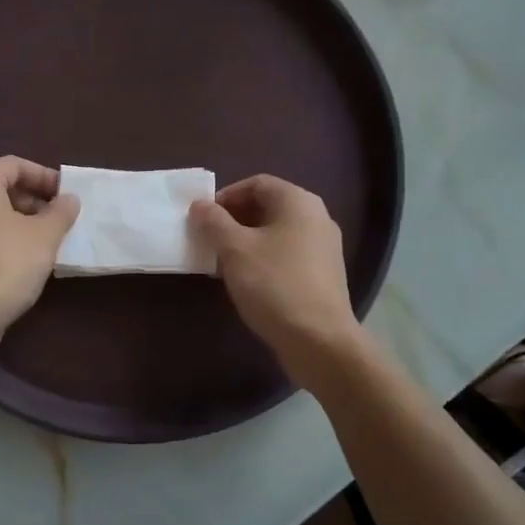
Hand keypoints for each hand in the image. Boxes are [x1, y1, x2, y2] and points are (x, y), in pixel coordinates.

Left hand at [0, 157, 79, 345]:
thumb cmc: (8, 262)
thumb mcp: (45, 235)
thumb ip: (60, 211)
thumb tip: (69, 199)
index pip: (14, 165)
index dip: (44, 176)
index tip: (66, 195)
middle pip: (0, 187)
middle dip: (32, 200)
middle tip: (58, 218)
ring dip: (19, 221)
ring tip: (46, 240)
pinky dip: (2, 238)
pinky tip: (24, 259)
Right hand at [191, 175, 363, 375]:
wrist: (319, 340)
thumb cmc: (274, 284)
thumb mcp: (235, 250)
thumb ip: (214, 222)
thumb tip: (200, 205)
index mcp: (298, 202)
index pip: (257, 183)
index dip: (226, 196)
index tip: (204, 218)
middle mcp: (317, 217)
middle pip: (268, 206)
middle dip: (234, 220)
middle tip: (209, 239)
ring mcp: (324, 247)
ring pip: (276, 232)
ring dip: (246, 241)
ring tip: (222, 262)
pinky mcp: (323, 274)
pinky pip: (287, 254)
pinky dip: (263, 258)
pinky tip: (246, 281)